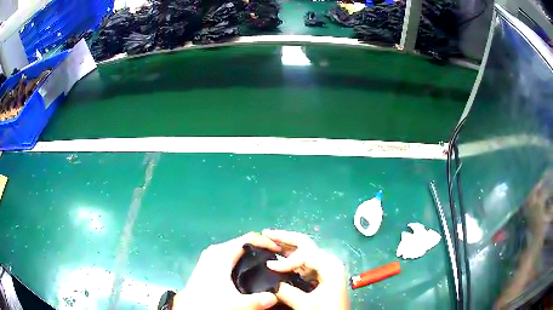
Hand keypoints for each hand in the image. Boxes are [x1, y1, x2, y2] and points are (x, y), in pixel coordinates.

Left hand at [173, 232, 280, 309]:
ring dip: (250, 254)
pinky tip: (247, 271)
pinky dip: (241, 259)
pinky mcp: (207, 264)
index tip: (279, 251)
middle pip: (242, 243)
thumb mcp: (236, 304)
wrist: (189, 306)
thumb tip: (275, 297)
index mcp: (222, 254)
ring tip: (264, 264)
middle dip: (260, 248)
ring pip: (235, 249)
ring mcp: (210, 257)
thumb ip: (258, 301)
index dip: (266, 242)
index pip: (248, 238)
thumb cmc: (210, 302)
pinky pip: (229, 255)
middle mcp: (215, 251)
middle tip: (275, 259)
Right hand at [262, 229, 349, 309]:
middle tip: (266, 233)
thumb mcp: (306, 304)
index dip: (285, 261)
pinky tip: (278, 256)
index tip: (269, 267)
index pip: (304, 254)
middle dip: (284, 237)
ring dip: (285, 245)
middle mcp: (328, 261)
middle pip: (305, 243)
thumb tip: (270, 283)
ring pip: (303, 250)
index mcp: (329, 266)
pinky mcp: (320, 274)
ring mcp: (325, 266)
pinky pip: (303, 261)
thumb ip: (287, 292)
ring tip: (268, 241)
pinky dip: (289, 257)